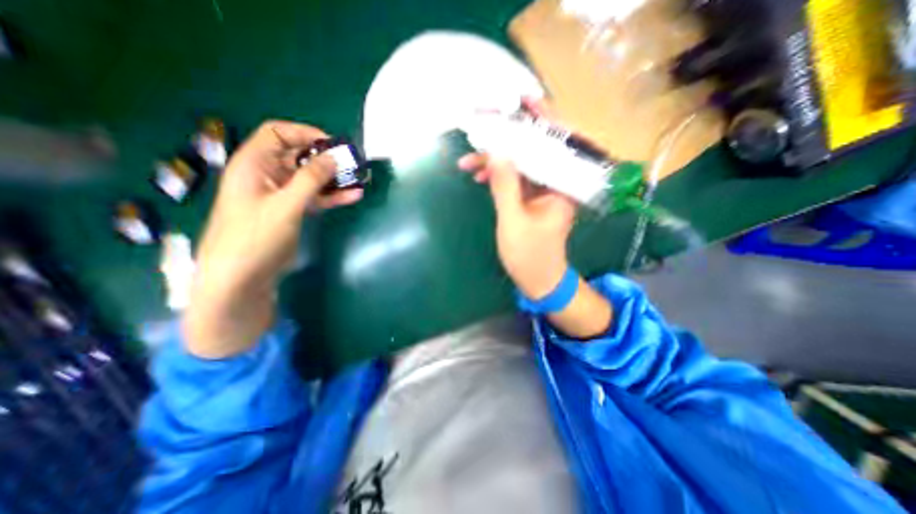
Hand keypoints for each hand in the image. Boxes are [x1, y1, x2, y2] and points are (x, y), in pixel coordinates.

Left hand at [182, 123, 358, 358]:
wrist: (241, 278)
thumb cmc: (255, 237)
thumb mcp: (285, 205)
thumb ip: (310, 179)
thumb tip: (333, 157)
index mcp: (254, 164)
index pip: (278, 134)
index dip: (305, 134)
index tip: (333, 145)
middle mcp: (267, 176)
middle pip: (298, 156)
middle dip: (326, 158)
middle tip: (352, 164)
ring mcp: (281, 195)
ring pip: (310, 179)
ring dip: (333, 179)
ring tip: (358, 180)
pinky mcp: (292, 212)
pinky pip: (314, 198)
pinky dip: (332, 197)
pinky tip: (352, 196)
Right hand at [463, 100, 610, 341]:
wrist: (539, 280)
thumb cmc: (530, 255)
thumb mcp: (513, 220)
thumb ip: (505, 185)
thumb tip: (498, 151)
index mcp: (563, 187)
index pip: (557, 144)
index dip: (542, 120)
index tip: (524, 101)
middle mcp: (557, 183)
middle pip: (536, 150)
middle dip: (510, 137)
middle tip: (484, 124)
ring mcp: (543, 191)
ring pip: (522, 164)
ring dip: (496, 161)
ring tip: (468, 161)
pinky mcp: (531, 199)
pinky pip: (516, 178)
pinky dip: (498, 175)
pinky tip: (479, 175)